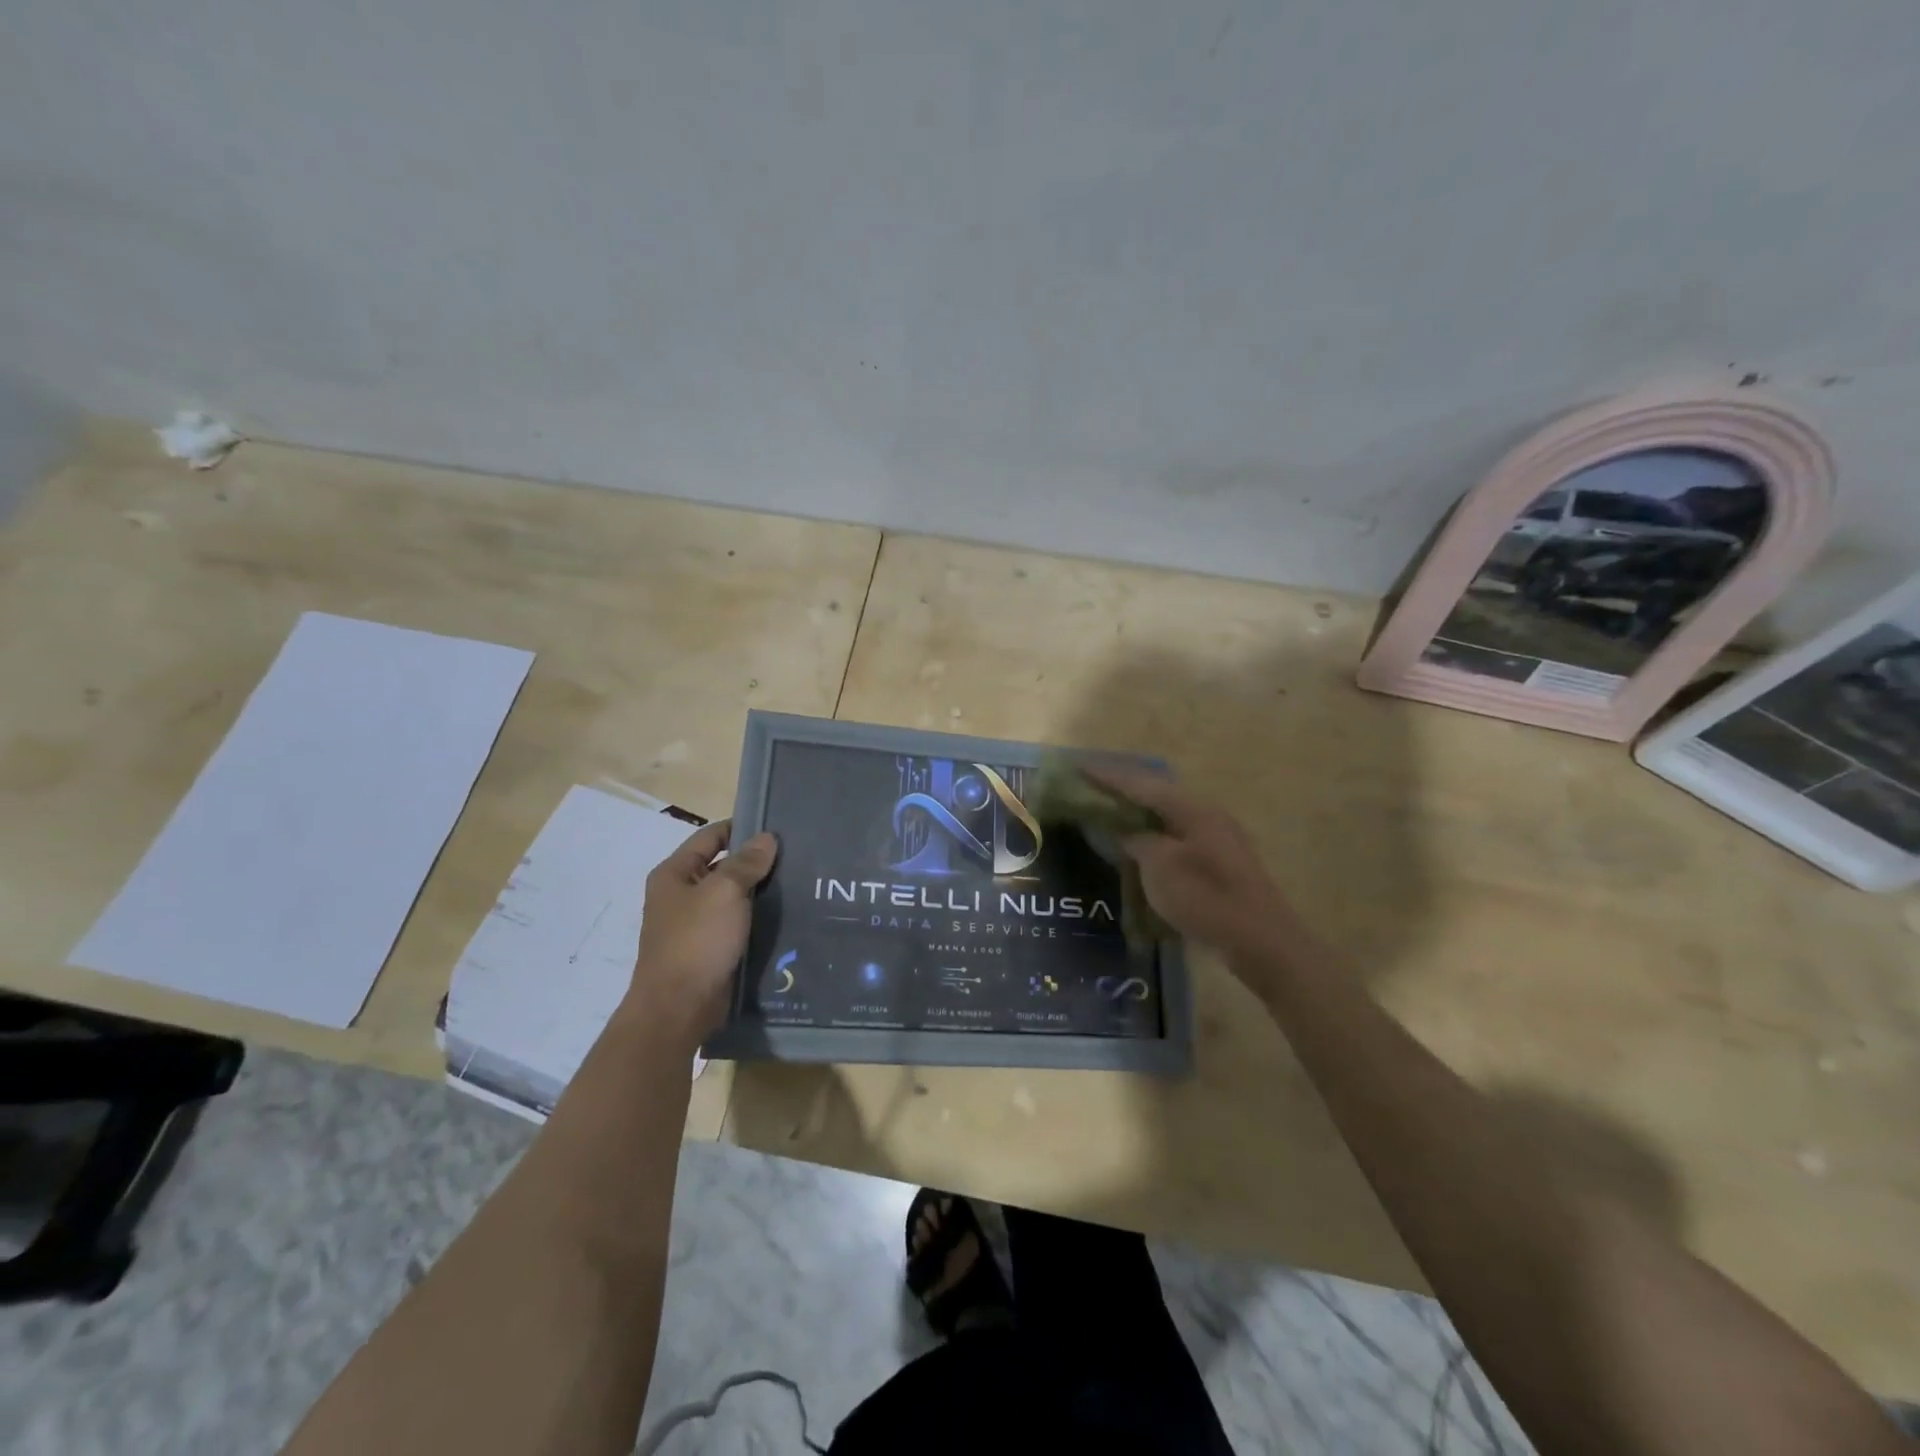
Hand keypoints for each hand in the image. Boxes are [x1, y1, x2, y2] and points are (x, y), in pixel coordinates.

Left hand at [625, 820, 776, 1050]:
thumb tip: (767, 838)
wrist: (678, 1009)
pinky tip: (789, 915)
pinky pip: (739, 924)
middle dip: (757, 861)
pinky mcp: (711, 949)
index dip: (743, 827)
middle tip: (798, 855)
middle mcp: (682, 895)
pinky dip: (759, 918)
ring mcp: (696, 924)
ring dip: (761, 892)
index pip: (712, 836)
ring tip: (801, 882)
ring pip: (735, 897)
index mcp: (675, 874)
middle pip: (724, 866)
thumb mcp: (724, 893)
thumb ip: (746, 863)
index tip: (780, 827)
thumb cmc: (696, 942)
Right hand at [1086, 766, 1303, 966]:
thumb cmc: (1207, 898)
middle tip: (1091, 788)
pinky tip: (1139, 846)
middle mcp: (1207, 815)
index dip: (1107, 776)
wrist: (1261, 942)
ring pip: (1167, 817)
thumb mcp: (1161, 866)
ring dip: (1138, 814)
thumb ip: (1137, 841)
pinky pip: (1176, 837)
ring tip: (1109, 813)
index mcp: (1192, 808)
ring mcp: (1217, 839)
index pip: (1141, 784)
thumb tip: (1124, 831)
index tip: (1078, 766)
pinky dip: (1153, 836)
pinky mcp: (1220, 863)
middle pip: (1156, 794)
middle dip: (1123, 790)